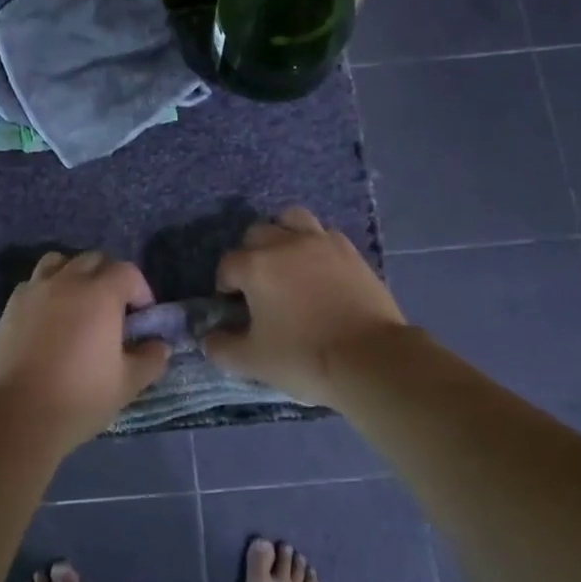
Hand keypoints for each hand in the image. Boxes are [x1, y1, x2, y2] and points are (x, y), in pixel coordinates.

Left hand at [0, 251, 170, 449]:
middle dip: (109, 277)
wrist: (17, 415)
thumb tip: (160, 346)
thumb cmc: (79, 398)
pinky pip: (33, 283)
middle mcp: (67, 282)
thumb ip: (150, 359)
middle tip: (114, 310)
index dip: (140, 290)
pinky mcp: (10, 306)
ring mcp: (34, 291)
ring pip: (59, 262)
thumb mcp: (127, 384)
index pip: (127, 272)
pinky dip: (46, 291)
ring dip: (74, 275)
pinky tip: (49, 319)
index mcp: (100, 294)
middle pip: (93, 259)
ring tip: (78, 304)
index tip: (141, 317)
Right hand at [204, 207, 408, 405]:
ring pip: (291, 220)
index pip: (227, 265)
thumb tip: (209, 338)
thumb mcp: (252, 362)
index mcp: (255, 266)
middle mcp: (284, 244)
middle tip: (259, 285)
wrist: (371, 359)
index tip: (234, 308)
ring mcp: (321, 243)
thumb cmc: (304, 358)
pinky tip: (318, 269)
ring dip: (282, 236)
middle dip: (250, 255)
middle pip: (256, 234)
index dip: (225, 286)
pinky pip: (324, 234)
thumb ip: (221, 347)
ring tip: (287, 263)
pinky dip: (314, 245)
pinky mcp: (350, 251)